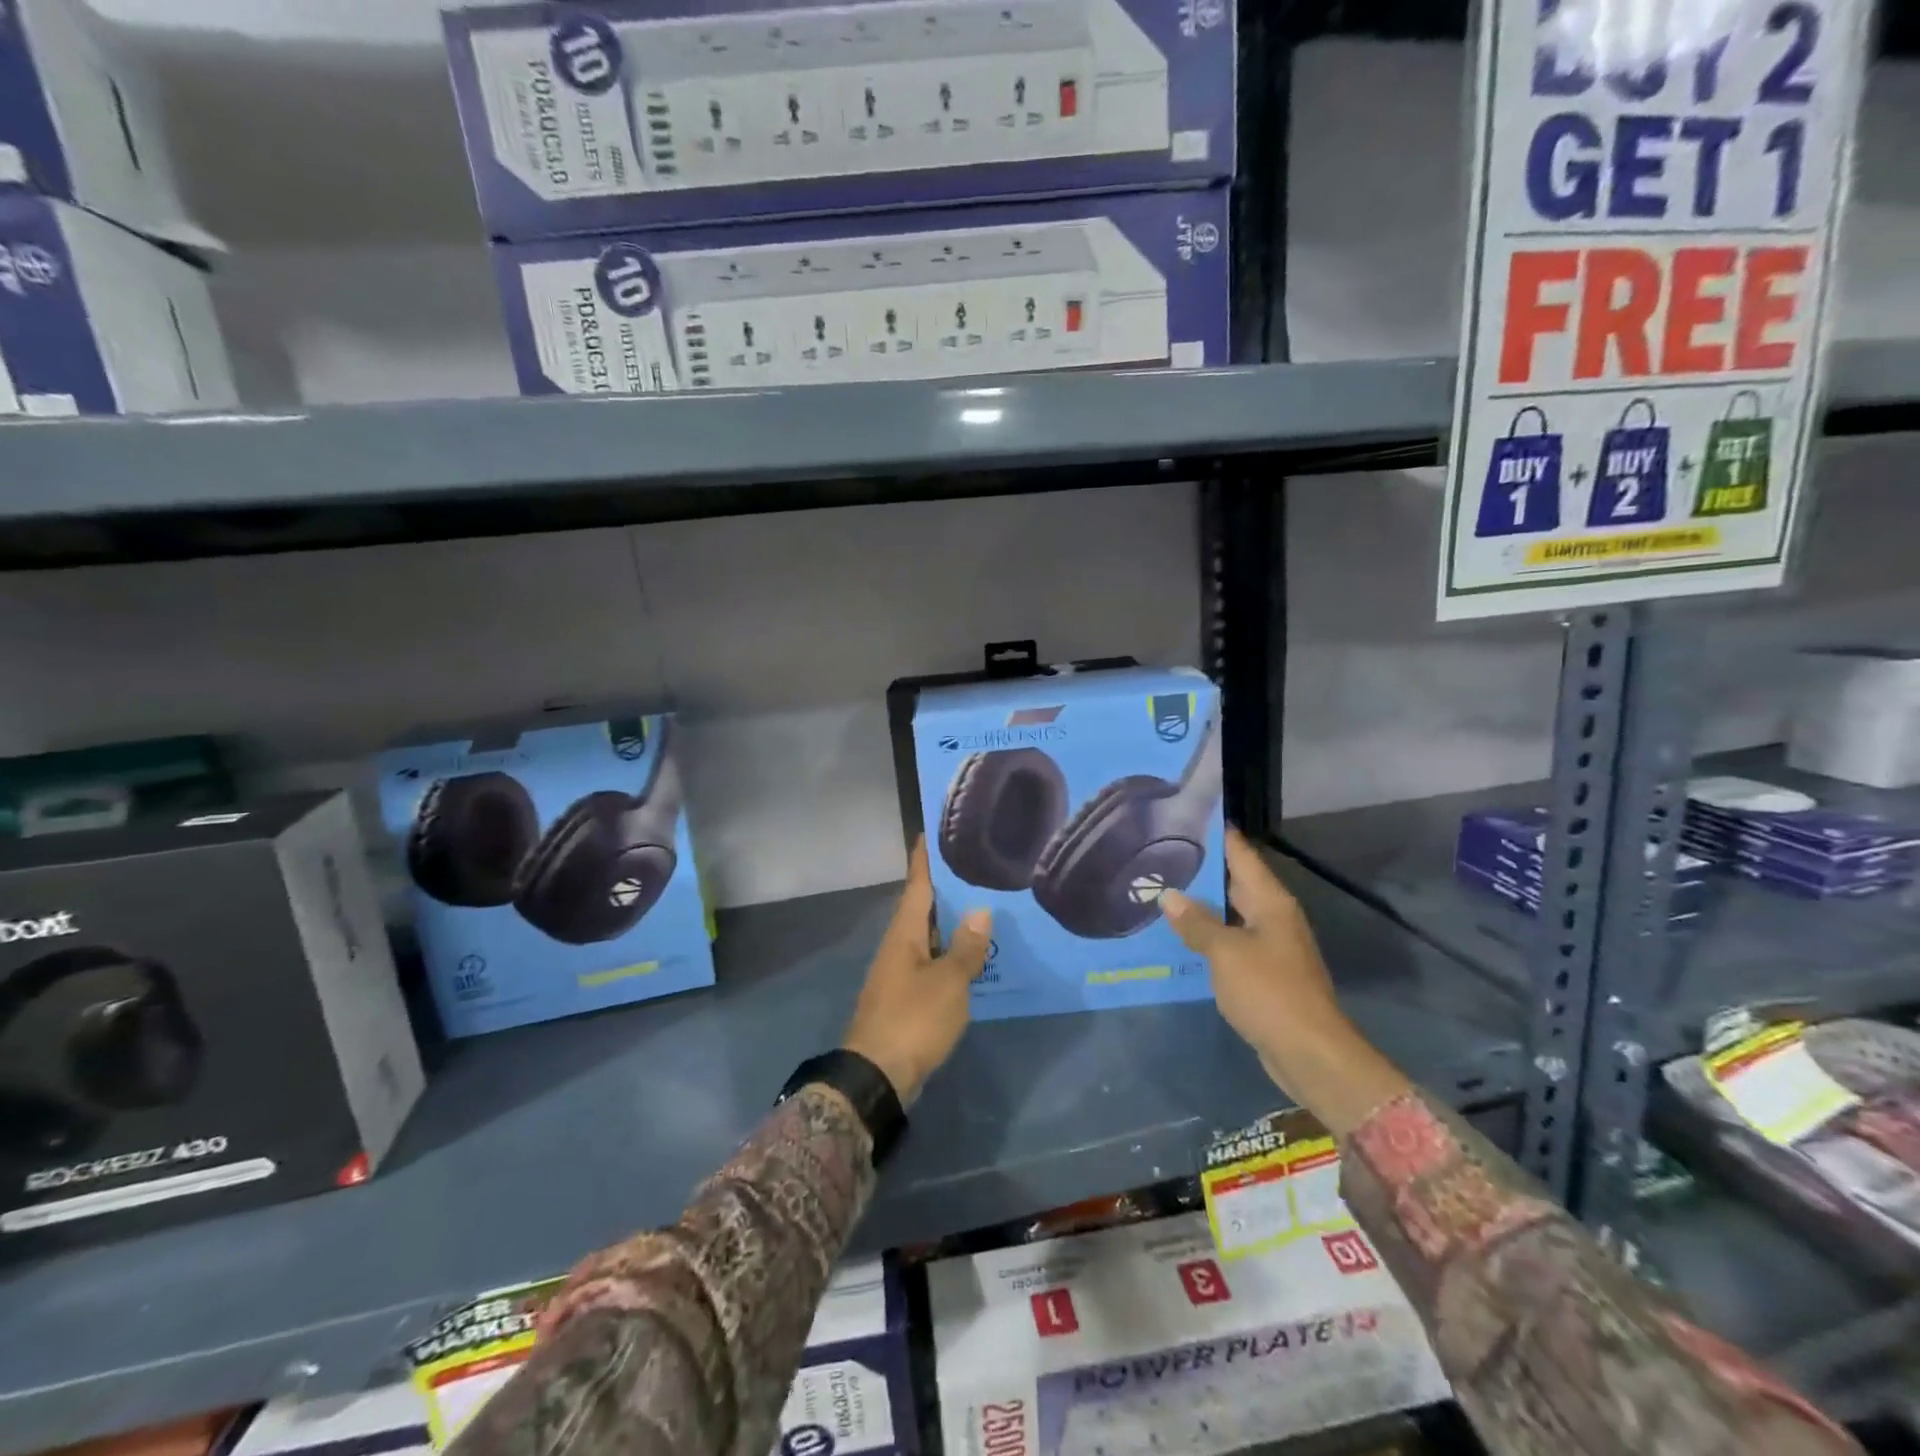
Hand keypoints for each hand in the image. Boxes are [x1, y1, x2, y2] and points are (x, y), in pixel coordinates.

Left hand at [842, 840, 991, 1105]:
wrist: (877, 1076)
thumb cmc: (913, 1020)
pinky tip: (974, 955)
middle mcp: (899, 946)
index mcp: (904, 933)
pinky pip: (932, 962)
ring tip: (984, 905)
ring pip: (929, 936)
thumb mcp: (948, 982)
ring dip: (952, 922)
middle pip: (923, 907)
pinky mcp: (906, 997)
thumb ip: (966, 947)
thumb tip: (980, 910)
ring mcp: (900, 972)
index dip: (924, 859)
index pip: (917, 885)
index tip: (930, 831)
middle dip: (946, 888)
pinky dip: (951, 952)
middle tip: (975, 866)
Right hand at [1161, 828, 1410, 1135]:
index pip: (1241, 853)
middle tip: (1157, 853)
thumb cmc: (1270, 992)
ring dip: (1200, 906)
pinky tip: (1177, 937)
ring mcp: (1269, 946)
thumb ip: (1196, 922)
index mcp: (1270, 902)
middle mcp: (1272, 917)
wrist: (1309, 1053)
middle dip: (1200, 870)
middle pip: (1234, 882)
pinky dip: (1206, 937)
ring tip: (1159, 890)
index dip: (1216, 834)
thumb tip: (1169, 896)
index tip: (1185, 816)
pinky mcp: (1263, 974)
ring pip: (1229, 914)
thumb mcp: (1226, 952)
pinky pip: (1229, 943)